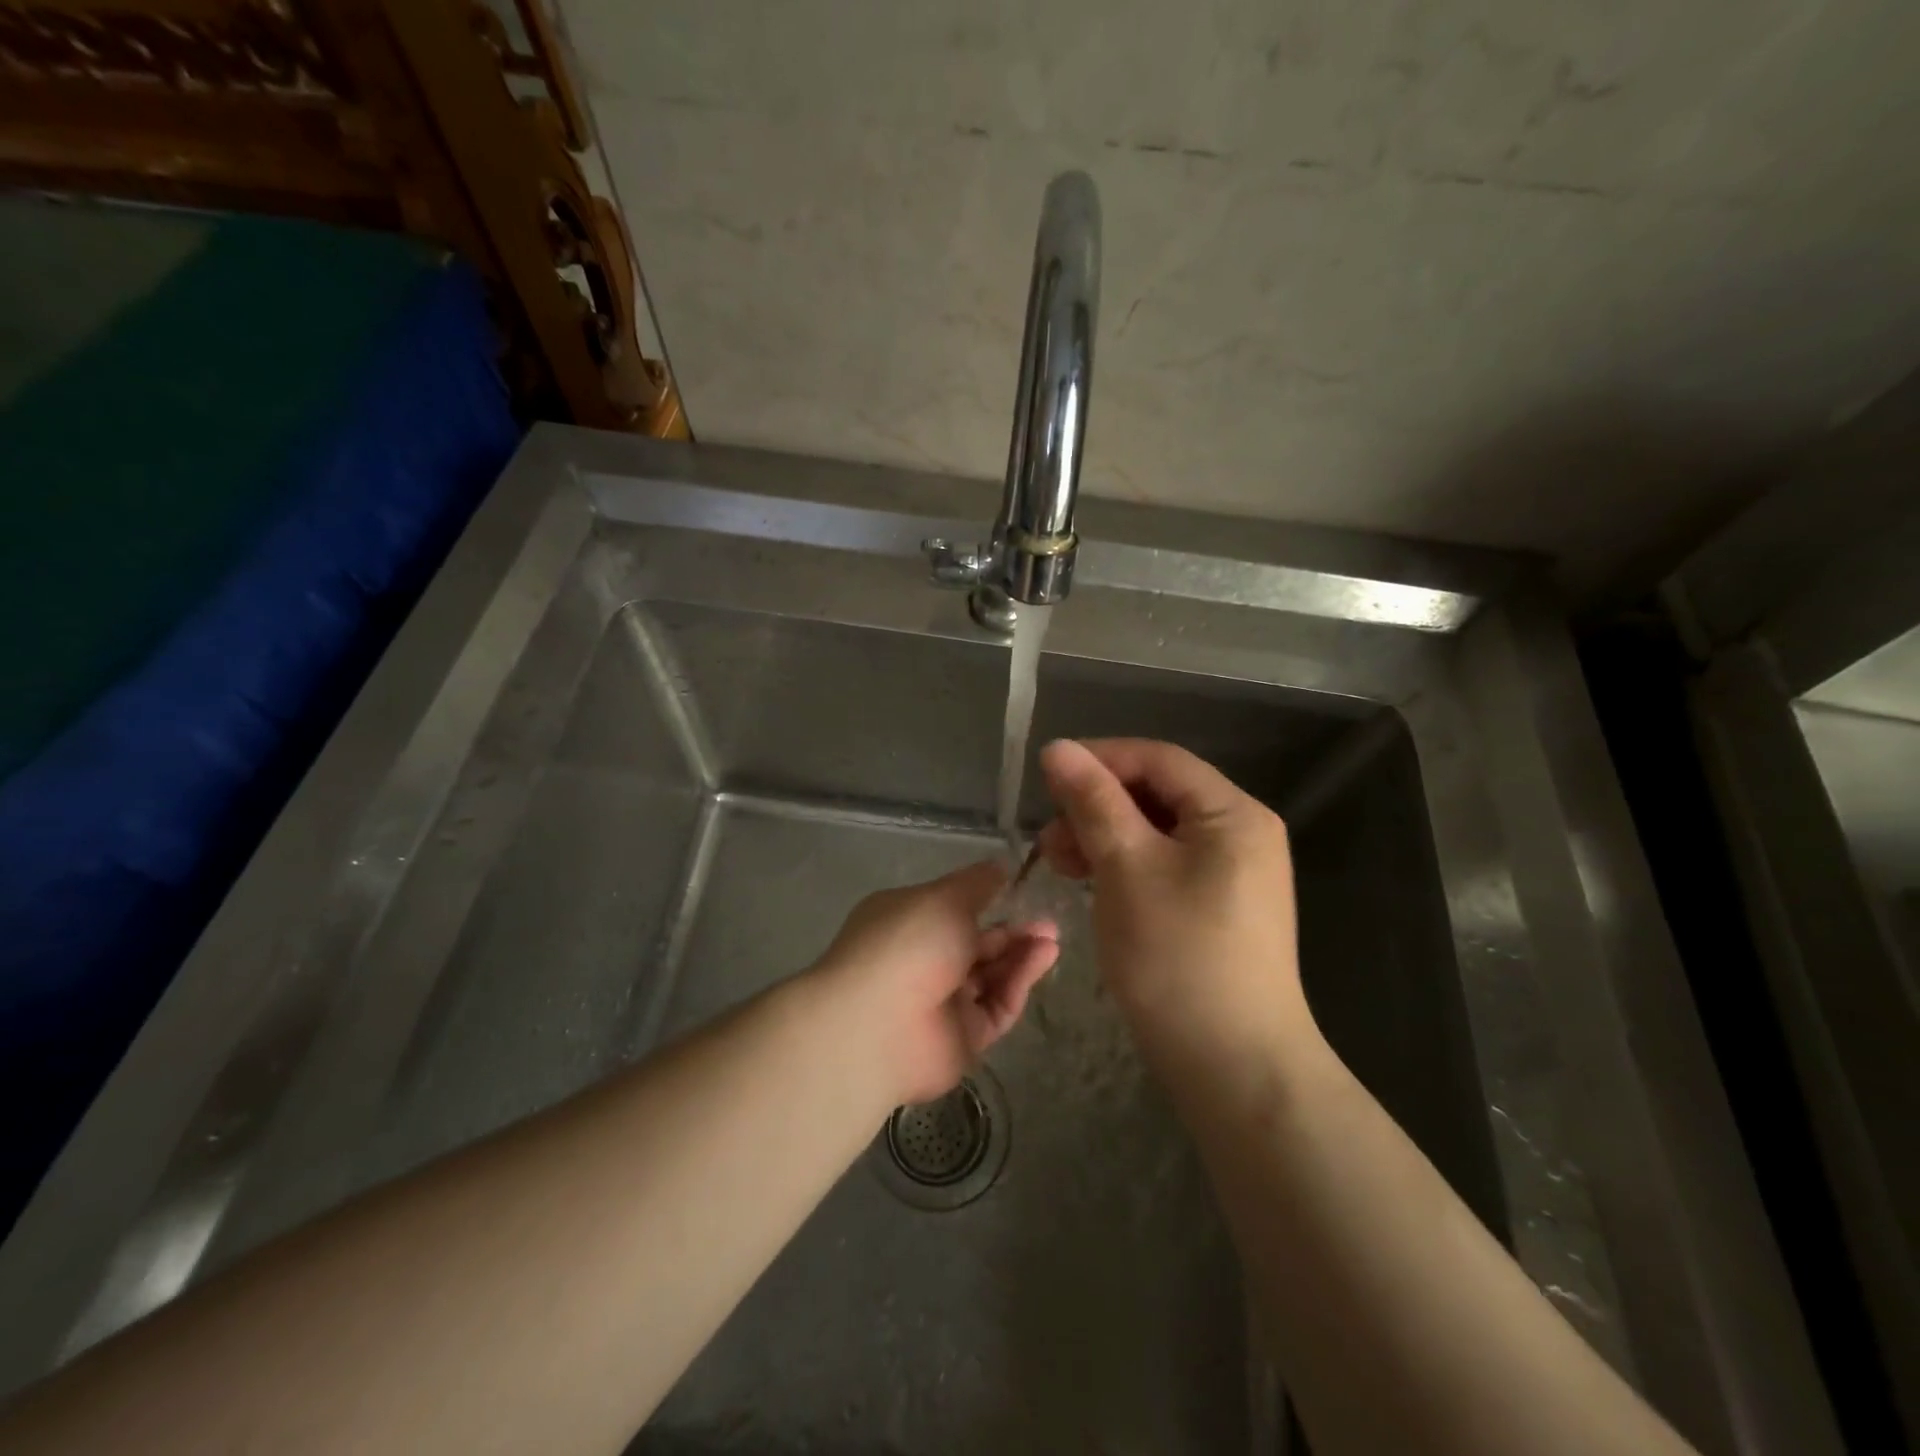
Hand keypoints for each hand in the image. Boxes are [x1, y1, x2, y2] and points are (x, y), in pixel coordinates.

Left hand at [812, 861, 1058, 1106]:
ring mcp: (942, 1001)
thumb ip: (977, 883)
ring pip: (991, 975)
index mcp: (907, 921)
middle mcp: (922, 960)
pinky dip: (1019, 982)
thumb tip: (999, 867)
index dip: (987, 900)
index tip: (1021, 891)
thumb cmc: (908, 943)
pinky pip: (997, 1006)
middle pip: (976, 944)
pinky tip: (1043, 959)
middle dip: (1012, 930)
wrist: (879, 1025)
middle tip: (1048, 921)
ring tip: (1052, 939)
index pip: (951, 908)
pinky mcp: (964, 1037)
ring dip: (1021, 954)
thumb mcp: (945, 898)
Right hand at [1037, 738, 1316, 1085]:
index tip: (1046, 777)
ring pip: (1157, 832)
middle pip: (1158, 794)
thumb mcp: (1127, 868)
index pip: (1158, 760)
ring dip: (1104, 837)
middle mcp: (1241, 834)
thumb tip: (1059, 748)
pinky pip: (1164, 866)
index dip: (1099, 759)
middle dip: (1097, 806)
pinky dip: (1124, 867)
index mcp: (1232, 813)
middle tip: (1049, 838)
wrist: (1235, 1068)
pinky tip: (1090, 883)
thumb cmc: (1178, 957)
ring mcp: (1233, 874)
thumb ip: (1094, 802)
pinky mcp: (1217, 908)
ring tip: (1059, 863)